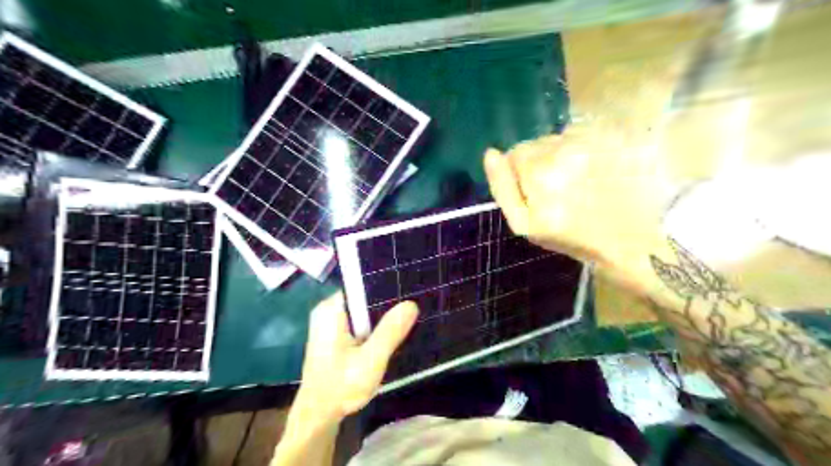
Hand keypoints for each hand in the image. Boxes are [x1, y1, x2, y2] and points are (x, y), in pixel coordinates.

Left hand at [291, 295, 421, 429]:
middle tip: (413, 308)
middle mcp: (328, 310)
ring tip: (407, 318)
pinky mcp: (334, 334)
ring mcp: (330, 322)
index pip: (362, 284)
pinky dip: (374, 327)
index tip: (409, 290)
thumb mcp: (370, 360)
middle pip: (364, 297)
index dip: (387, 286)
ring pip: (363, 310)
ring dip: (382, 317)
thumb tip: (411, 304)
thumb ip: (389, 332)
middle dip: (387, 303)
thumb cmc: (341, 387)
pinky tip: (389, 333)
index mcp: (331, 309)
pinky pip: (359, 321)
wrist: (318, 417)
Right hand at [484, 128, 676, 290]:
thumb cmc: (571, 236)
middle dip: (540, 163)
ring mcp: (594, 139)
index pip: (515, 154)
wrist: (629, 240)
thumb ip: (502, 188)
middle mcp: (566, 148)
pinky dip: (582, 149)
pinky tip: (594, 170)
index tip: (535, 193)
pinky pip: (583, 134)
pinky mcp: (615, 137)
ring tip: (578, 180)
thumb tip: (490, 154)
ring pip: (559, 138)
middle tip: (558, 190)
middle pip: (537, 143)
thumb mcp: (525, 224)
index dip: (520, 174)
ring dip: (561, 155)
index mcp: (540, 172)